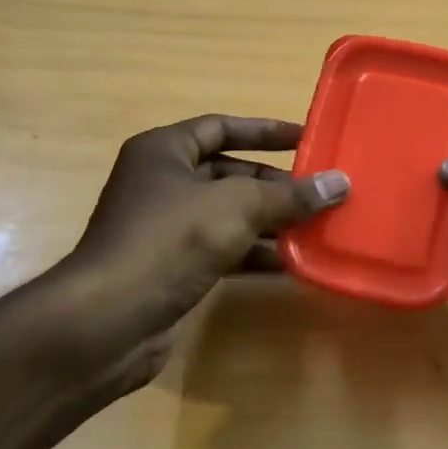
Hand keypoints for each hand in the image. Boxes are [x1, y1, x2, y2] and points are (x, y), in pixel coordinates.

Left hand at [59, 116, 348, 384]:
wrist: (107, 321)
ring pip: (228, 215)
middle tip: (322, 191)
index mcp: (165, 151)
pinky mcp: (172, 267)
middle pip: (229, 173)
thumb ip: (289, 195)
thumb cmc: (169, 242)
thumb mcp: (235, 208)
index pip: (222, 127)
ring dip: (270, 222)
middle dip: (275, 184)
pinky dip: (254, 254)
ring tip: (318, 227)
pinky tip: (291, 264)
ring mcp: (165, 228)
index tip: (307, 137)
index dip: (265, 130)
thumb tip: (340, 183)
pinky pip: (223, 250)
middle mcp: (162, 182)